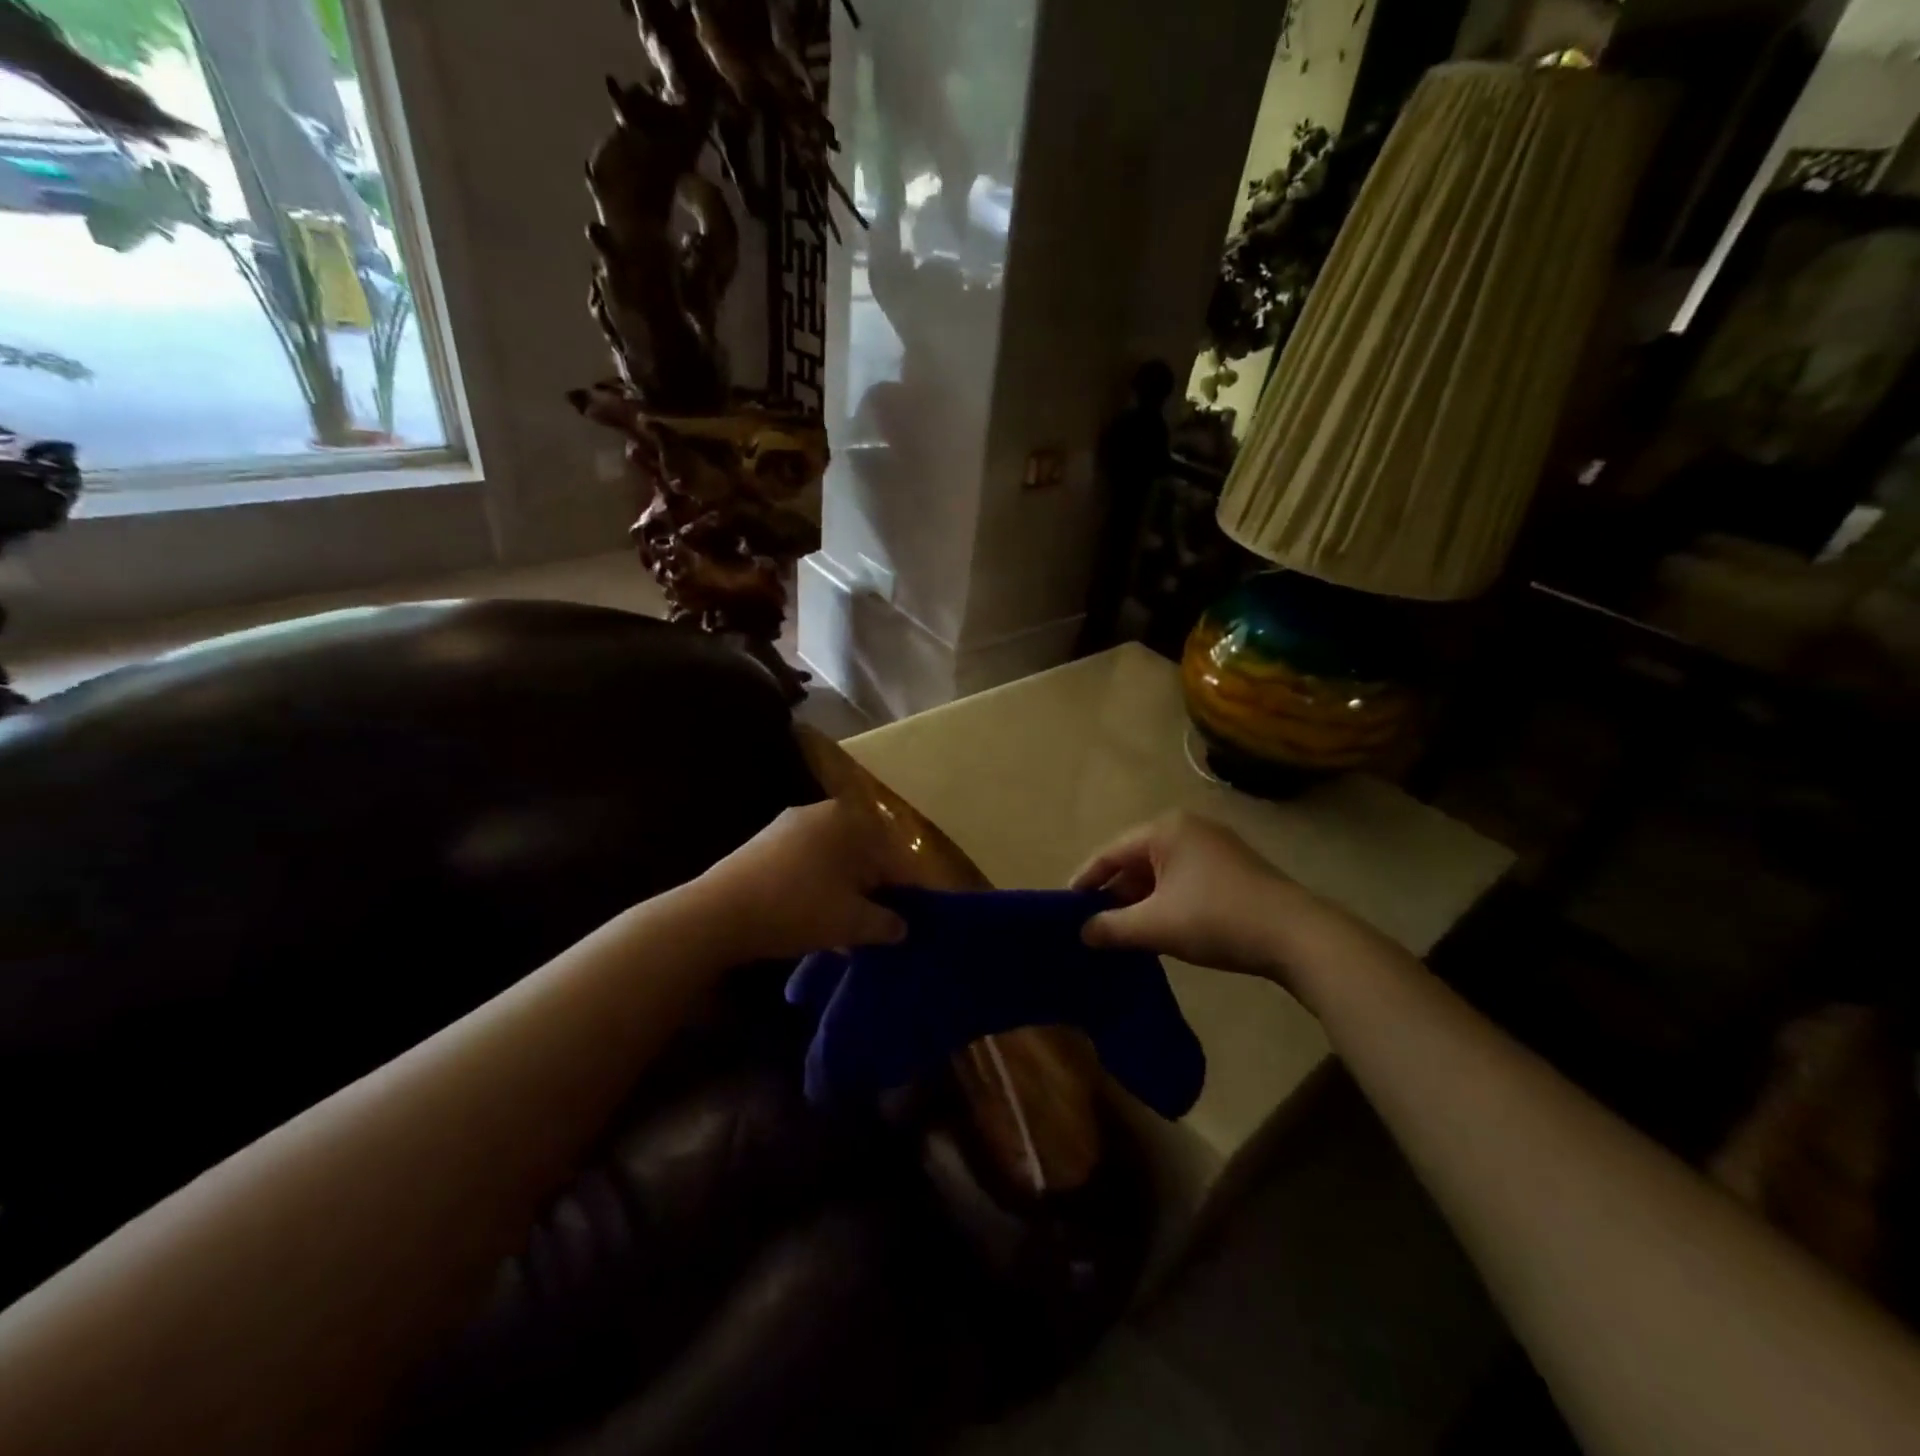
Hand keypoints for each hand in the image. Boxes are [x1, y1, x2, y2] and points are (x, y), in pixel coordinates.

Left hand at [692, 800, 907, 961]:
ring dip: (843, 892)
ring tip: (845, 930)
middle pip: (861, 854)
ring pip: (831, 861)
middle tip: (876, 925)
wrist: (717, 914)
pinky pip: (804, 865)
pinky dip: (815, 889)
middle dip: (871, 890)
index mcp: (849, 820)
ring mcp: (786, 826)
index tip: (907, 918)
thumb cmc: (798, 908)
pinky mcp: (760, 845)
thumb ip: (885, 923)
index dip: (904, 890)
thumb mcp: (851, 923)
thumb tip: (902, 927)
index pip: (891, 855)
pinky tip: (812, 921)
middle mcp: (820, 813)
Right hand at [1071, 811, 1321, 978]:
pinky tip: (1158, 927)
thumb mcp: (1156, 926)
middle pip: (1136, 860)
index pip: (1111, 853)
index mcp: (1166, 830)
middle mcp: (1188, 828)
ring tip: (1121, 931)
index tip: (1065, 906)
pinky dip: (1165, 901)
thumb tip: (1083, 932)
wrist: (1297, 936)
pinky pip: (1183, 879)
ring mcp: (1214, 846)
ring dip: (1140, 900)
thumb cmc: (1216, 919)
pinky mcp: (1232, 868)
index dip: (1085, 880)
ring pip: (1161, 872)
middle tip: (1092, 923)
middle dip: (1114, 893)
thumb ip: (1112, 927)